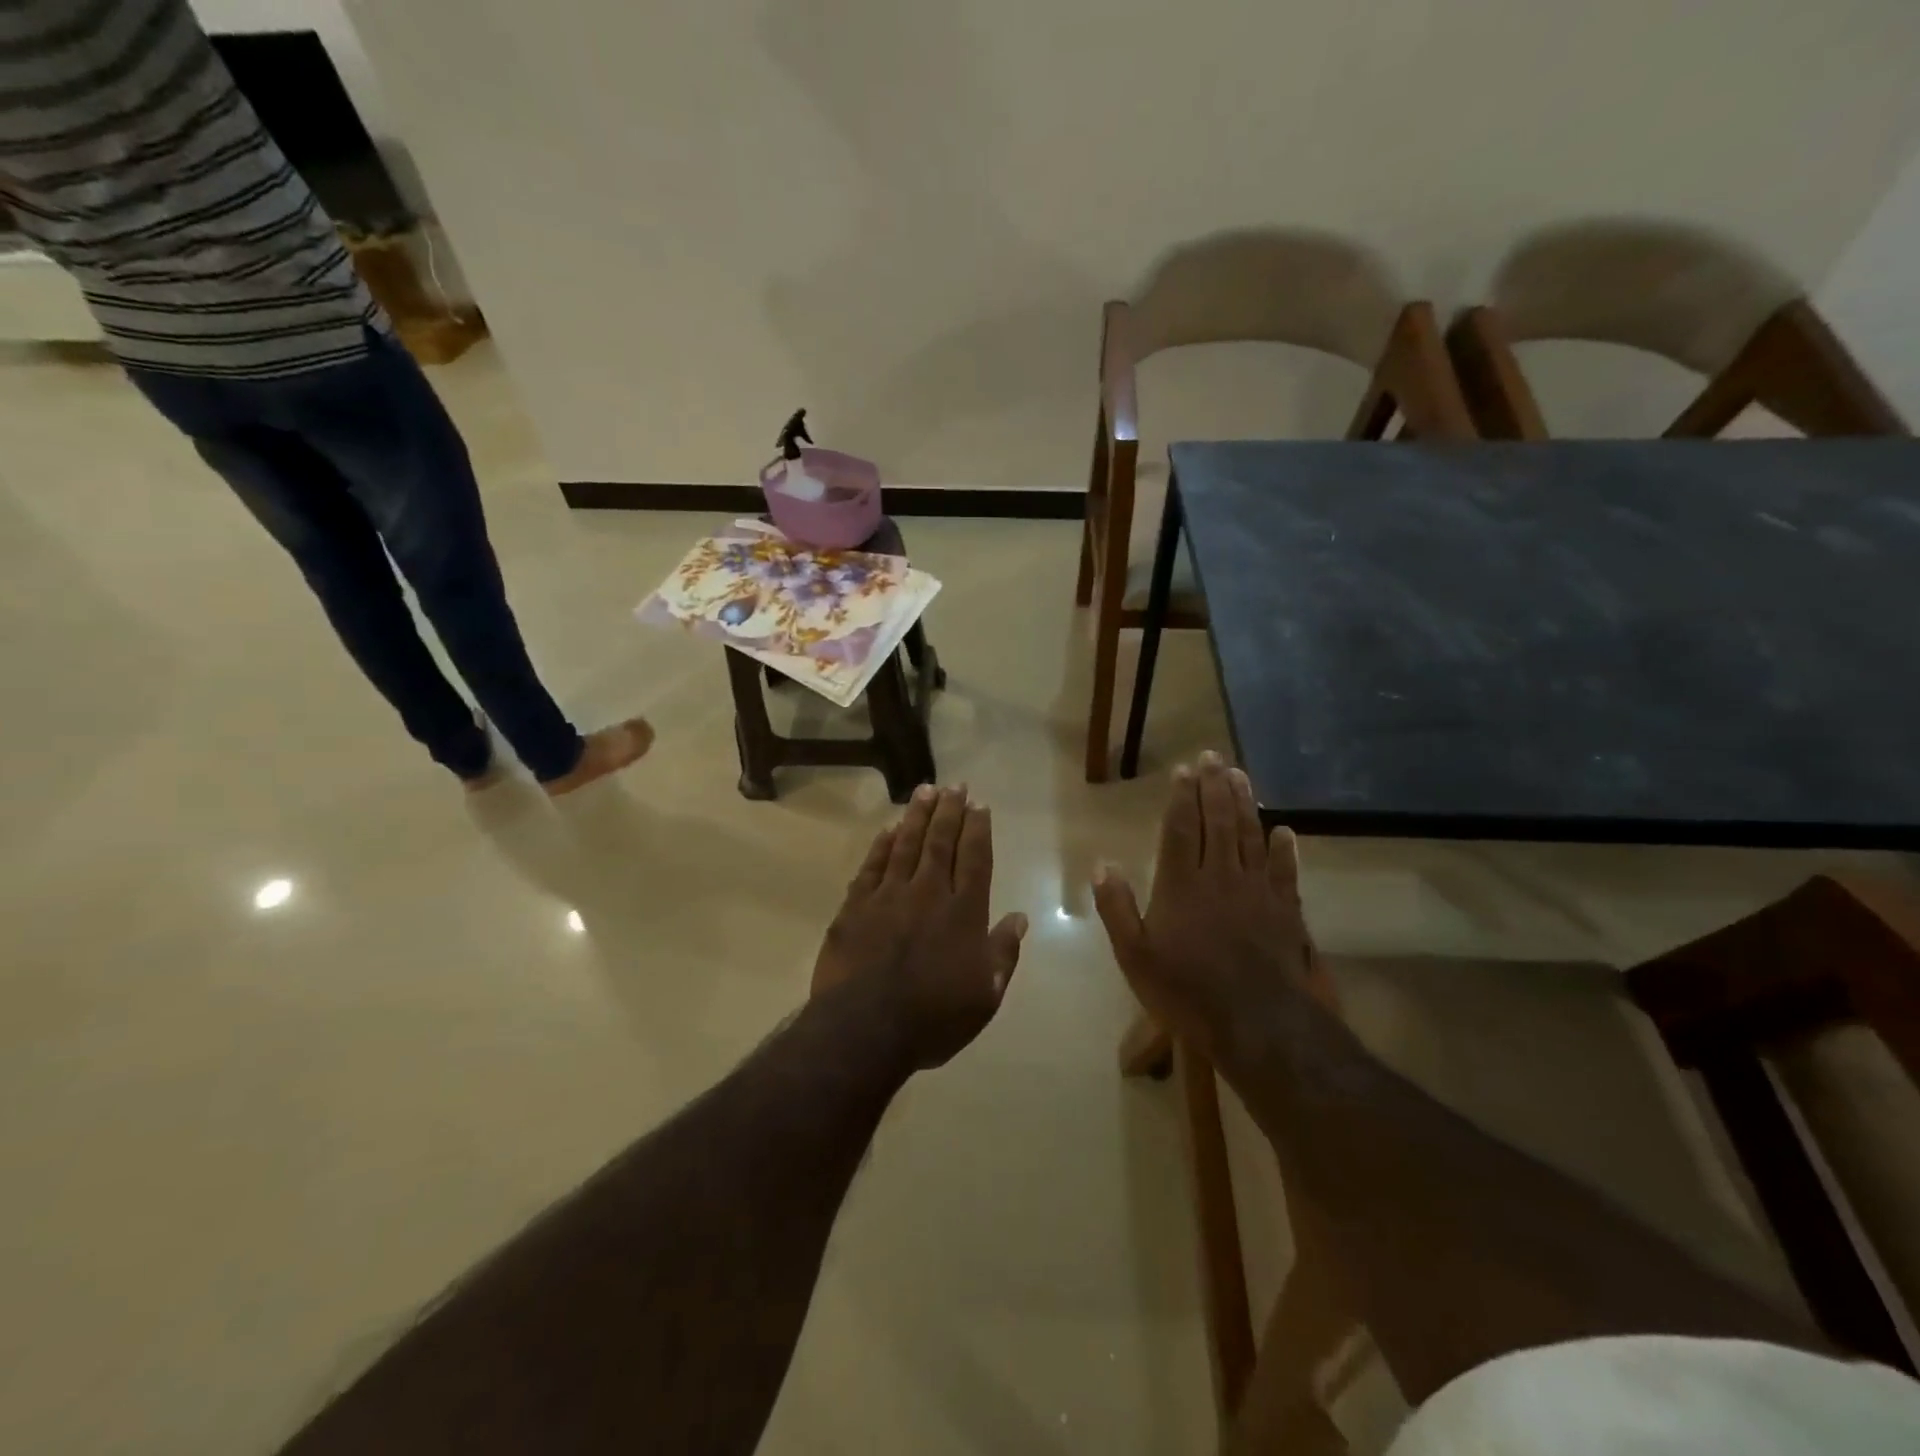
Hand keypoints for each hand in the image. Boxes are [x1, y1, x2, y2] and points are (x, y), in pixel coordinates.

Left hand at [811, 785, 1028, 1070]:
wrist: (865, 1028)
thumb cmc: (934, 1018)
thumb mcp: (985, 996)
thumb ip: (1003, 953)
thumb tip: (1020, 917)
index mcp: (964, 913)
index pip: (975, 859)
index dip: (978, 830)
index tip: (980, 805)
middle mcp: (928, 893)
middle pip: (941, 842)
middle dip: (950, 811)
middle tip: (955, 785)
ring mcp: (888, 896)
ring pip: (906, 845)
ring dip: (917, 816)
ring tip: (925, 790)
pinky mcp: (855, 907)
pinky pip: (871, 866)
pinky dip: (881, 845)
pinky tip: (888, 829)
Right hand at [1092, 752, 1334, 1059]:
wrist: (1255, 1023)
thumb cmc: (1185, 990)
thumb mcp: (1134, 956)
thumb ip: (1117, 908)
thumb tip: (1102, 864)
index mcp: (1181, 884)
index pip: (1181, 829)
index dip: (1182, 797)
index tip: (1184, 770)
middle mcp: (1219, 876)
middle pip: (1219, 821)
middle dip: (1214, 786)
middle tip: (1213, 756)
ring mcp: (1256, 891)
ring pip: (1250, 836)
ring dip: (1245, 803)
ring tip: (1241, 775)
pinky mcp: (1284, 910)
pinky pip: (1284, 871)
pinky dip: (1284, 848)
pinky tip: (1284, 830)